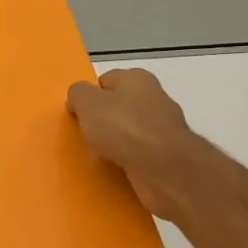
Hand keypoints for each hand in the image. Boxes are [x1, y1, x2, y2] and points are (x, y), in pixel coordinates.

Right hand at [66, 68, 199, 221]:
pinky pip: (140, 154)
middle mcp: (155, 98)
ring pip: (130, 132)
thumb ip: (78, 94)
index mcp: (137, 79)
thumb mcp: (87, 103)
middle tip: (86, 136)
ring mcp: (165, 128)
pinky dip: (128, 160)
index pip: (106, 81)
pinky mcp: (169, 155)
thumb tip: (78, 98)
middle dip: (103, 120)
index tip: (78, 114)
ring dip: (115, 143)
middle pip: (119, 107)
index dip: (90, 96)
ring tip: (98, 155)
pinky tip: (116, 168)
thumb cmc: (123, 127)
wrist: (163, 168)